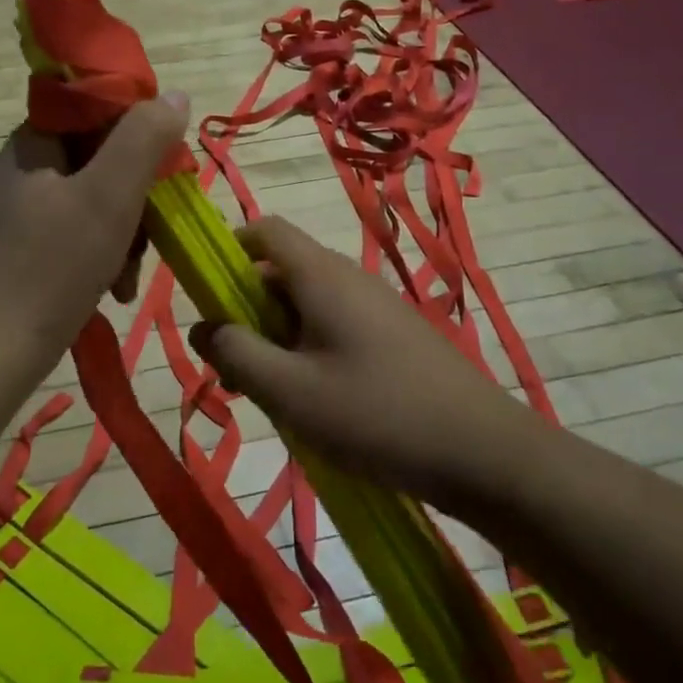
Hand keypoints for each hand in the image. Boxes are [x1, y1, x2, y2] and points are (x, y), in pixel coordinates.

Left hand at [0, 94, 188, 386]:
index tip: (162, 167)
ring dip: (120, 234)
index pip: (90, 110)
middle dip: (132, 198)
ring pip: (87, 202)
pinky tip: (110, 290)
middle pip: (94, 160)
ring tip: (127, 279)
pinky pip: (69, 235)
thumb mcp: (109, 196)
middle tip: (148, 238)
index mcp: (28, 145)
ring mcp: (10, 215)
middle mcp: (14, 171)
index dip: (134, 131)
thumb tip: (175, 96)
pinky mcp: (12, 252)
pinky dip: (97, 256)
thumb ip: (144, 139)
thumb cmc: (52, 269)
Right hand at [190, 216, 542, 508]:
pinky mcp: (394, 335)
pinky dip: (309, 350)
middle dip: (247, 310)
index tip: (206, 296)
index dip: (229, 250)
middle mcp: (348, 277)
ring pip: (307, 304)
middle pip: (282, 271)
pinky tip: (314, 402)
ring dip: (277, 337)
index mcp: (320, 275)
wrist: (482, 452)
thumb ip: (236, 354)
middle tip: (233, 366)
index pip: (265, 230)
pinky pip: (335, 326)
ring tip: (270, 393)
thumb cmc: (376, 414)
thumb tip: (200, 327)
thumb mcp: (290, 391)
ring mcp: (376, 305)